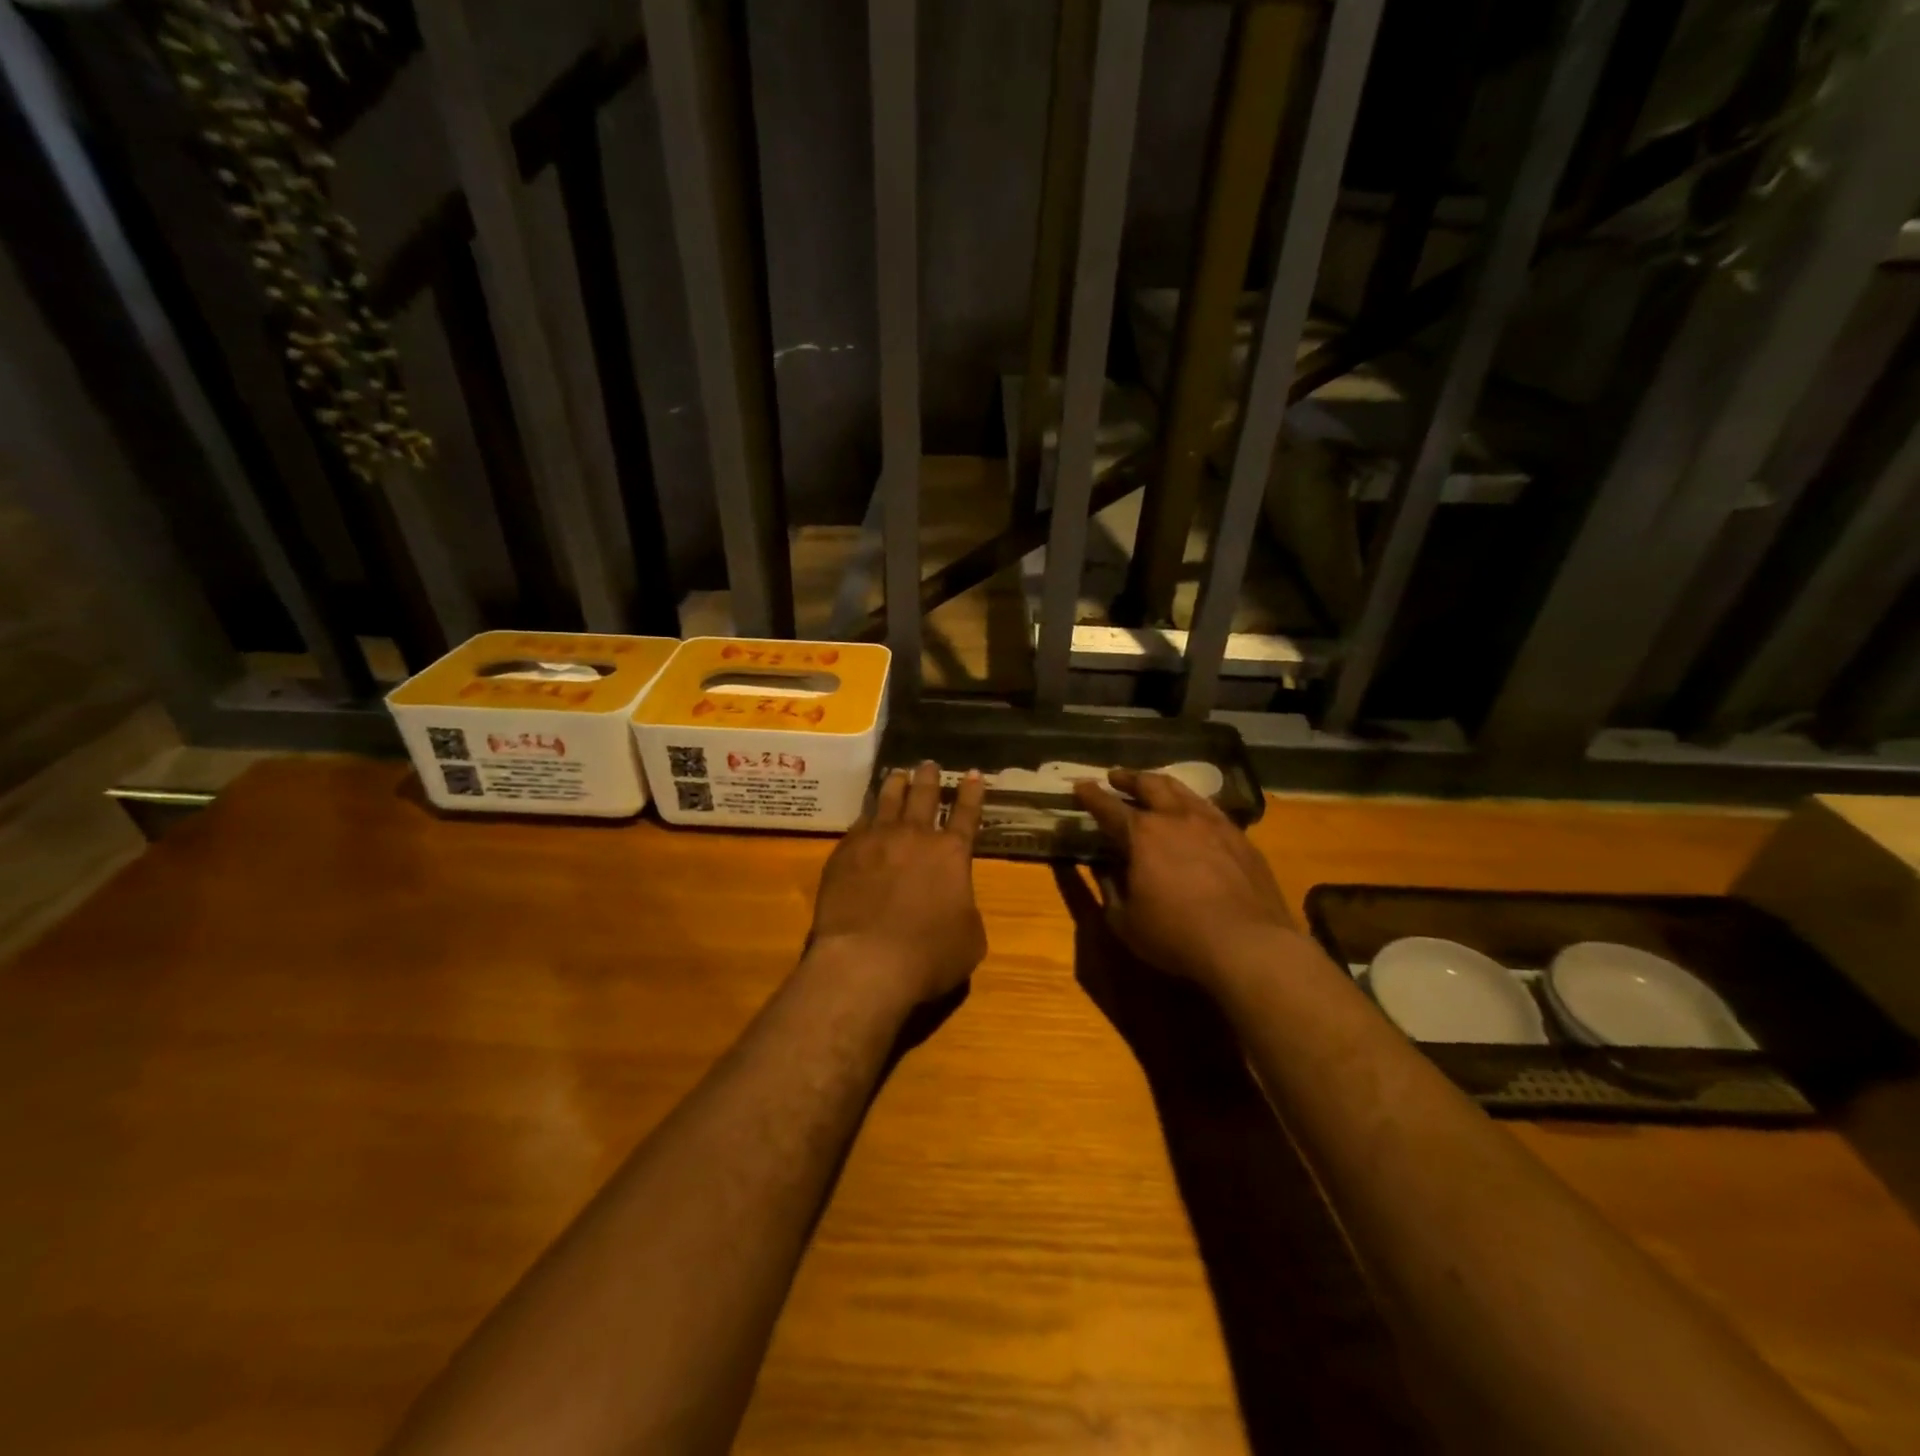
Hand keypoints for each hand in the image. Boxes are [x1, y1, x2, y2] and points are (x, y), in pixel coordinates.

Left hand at [806, 762, 987, 1007]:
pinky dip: (866, 815)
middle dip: (929, 778)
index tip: (972, 773)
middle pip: (924, 796)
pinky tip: (865, 814)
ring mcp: (876, 840)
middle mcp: (915, 837)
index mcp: (952, 854)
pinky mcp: (844, 853)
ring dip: (896, 785)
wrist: (866, 961)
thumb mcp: (969, 939)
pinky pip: (858, 823)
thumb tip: (955, 903)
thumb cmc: (929, 955)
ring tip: (898, 774)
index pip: (967, 814)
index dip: (971, 793)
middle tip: (929, 764)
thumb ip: (964, 911)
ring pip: (887, 800)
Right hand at [1072, 768, 1296, 987]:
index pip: (1109, 807)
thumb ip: (1110, 890)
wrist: (1248, 944)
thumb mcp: (1125, 921)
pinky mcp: (1241, 838)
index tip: (1080, 785)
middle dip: (1129, 778)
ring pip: (1184, 791)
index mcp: (1142, 834)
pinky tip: (1195, 813)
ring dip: (1162, 784)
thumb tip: (1105, 870)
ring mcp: (1214, 824)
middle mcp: (1176, 818)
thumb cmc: (1176, 935)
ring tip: (1154, 784)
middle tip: (1116, 776)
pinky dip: (1193, 804)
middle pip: (1150, 785)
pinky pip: (1212, 810)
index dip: (1091, 795)